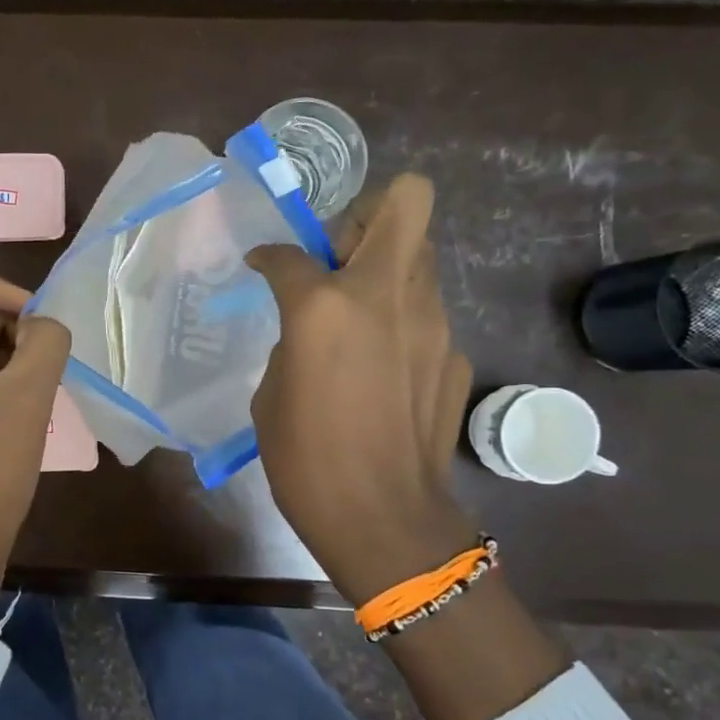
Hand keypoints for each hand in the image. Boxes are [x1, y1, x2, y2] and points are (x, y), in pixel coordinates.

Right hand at [247, 175, 476, 605]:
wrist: (384, 519)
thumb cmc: (306, 461)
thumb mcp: (272, 395)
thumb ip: (291, 344)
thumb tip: (309, 333)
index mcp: (324, 307)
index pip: (290, 253)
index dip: (269, 256)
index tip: (262, 266)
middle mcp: (386, 295)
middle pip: (405, 201)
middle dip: (366, 214)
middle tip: (339, 258)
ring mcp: (433, 322)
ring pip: (419, 256)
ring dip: (385, 270)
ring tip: (359, 320)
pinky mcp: (456, 354)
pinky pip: (425, 314)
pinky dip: (402, 324)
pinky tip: (383, 370)